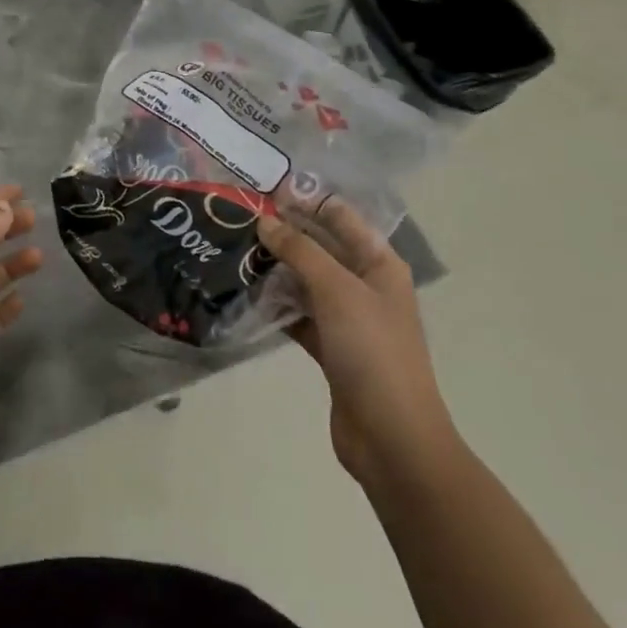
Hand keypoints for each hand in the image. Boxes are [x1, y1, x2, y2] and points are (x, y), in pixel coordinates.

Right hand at [257, 199, 458, 489]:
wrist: (392, 438)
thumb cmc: (372, 351)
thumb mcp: (336, 290)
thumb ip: (300, 251)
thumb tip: (265, 221)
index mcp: (378, 263)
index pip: (339, 217)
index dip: (305, 200)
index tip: (263, 189)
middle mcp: (365, 285)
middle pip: (321, 247)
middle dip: (285, 233)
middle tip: (239, 218)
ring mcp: (348, 318)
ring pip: (306, 280)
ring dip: (276, 268)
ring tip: (234, 251)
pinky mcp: (331, 348)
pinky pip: (299, 314)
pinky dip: (276, 305)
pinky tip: (245, 295)